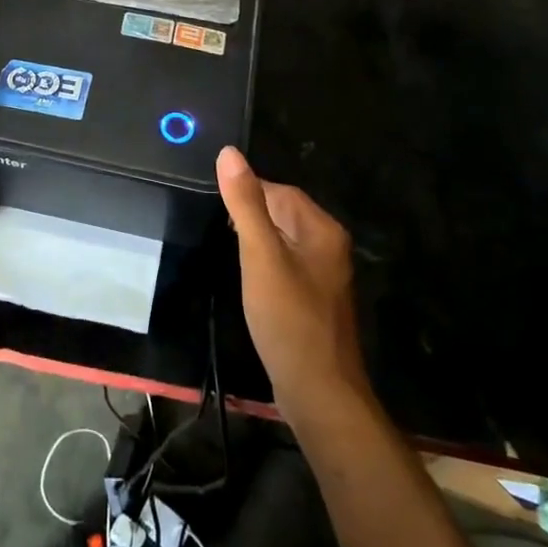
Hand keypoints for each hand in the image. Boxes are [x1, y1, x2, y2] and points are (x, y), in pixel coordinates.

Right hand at [217, 146, 372, 419]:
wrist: (319, 394)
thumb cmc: (289, 319)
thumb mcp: (260, 256)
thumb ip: (245, 204)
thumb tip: (229, 152)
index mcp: (322, 229)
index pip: (281, 191)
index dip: (249, 192)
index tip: (218, 205)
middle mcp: (330, 246)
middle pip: (285, 213)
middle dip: (252, 216)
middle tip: (219, 229)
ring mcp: (325, 276)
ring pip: (284, 241)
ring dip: (257, 241)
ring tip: (229, 251)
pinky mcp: (315, 300)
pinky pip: (287, 266)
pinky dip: (266, 265)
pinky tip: (249, 281)